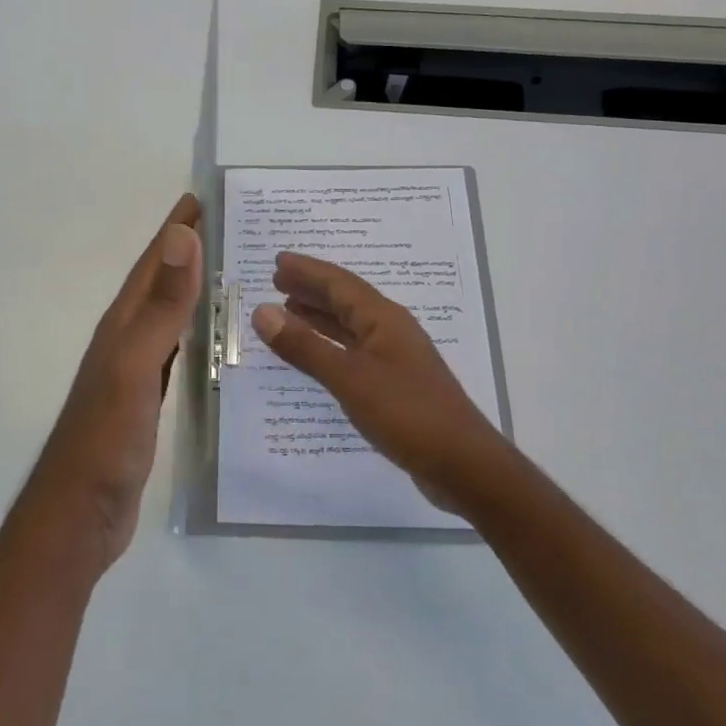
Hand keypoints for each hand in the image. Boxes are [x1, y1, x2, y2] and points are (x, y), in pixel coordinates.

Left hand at [25, 194, 202, 571]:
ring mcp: (135, 373)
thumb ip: (161, 306)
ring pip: (168, 318)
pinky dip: (194, 336)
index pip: (152, 264)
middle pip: (159, 285)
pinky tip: (212, 342)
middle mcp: (126, 341)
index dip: (174, 230)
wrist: (79, 513)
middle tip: (227, 230)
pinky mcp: (146, 403)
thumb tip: (181, 236)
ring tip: (227, 276)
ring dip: (191, 292)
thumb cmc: (106, 437)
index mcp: (122, 325)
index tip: (200, 198)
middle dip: (186, 253)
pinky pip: (176, 354)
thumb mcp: (136, 365)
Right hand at [250, 252, 514, 510]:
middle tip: (278, 280)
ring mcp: (396, 359)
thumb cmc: (406, 413)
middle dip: (312, 288)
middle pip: (346, 300)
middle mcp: (391, 331)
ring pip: (351, 326)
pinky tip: (317, 355)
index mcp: (383, 319)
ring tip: (289, 309)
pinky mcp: (396, 385)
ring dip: (320, 315)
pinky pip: (354, 351)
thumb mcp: (349, 378)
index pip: (339, 284)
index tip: (278, 260)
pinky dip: (330, 346)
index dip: (308, 271)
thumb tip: (262, 311)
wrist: (463, 465)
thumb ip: (305, 346)